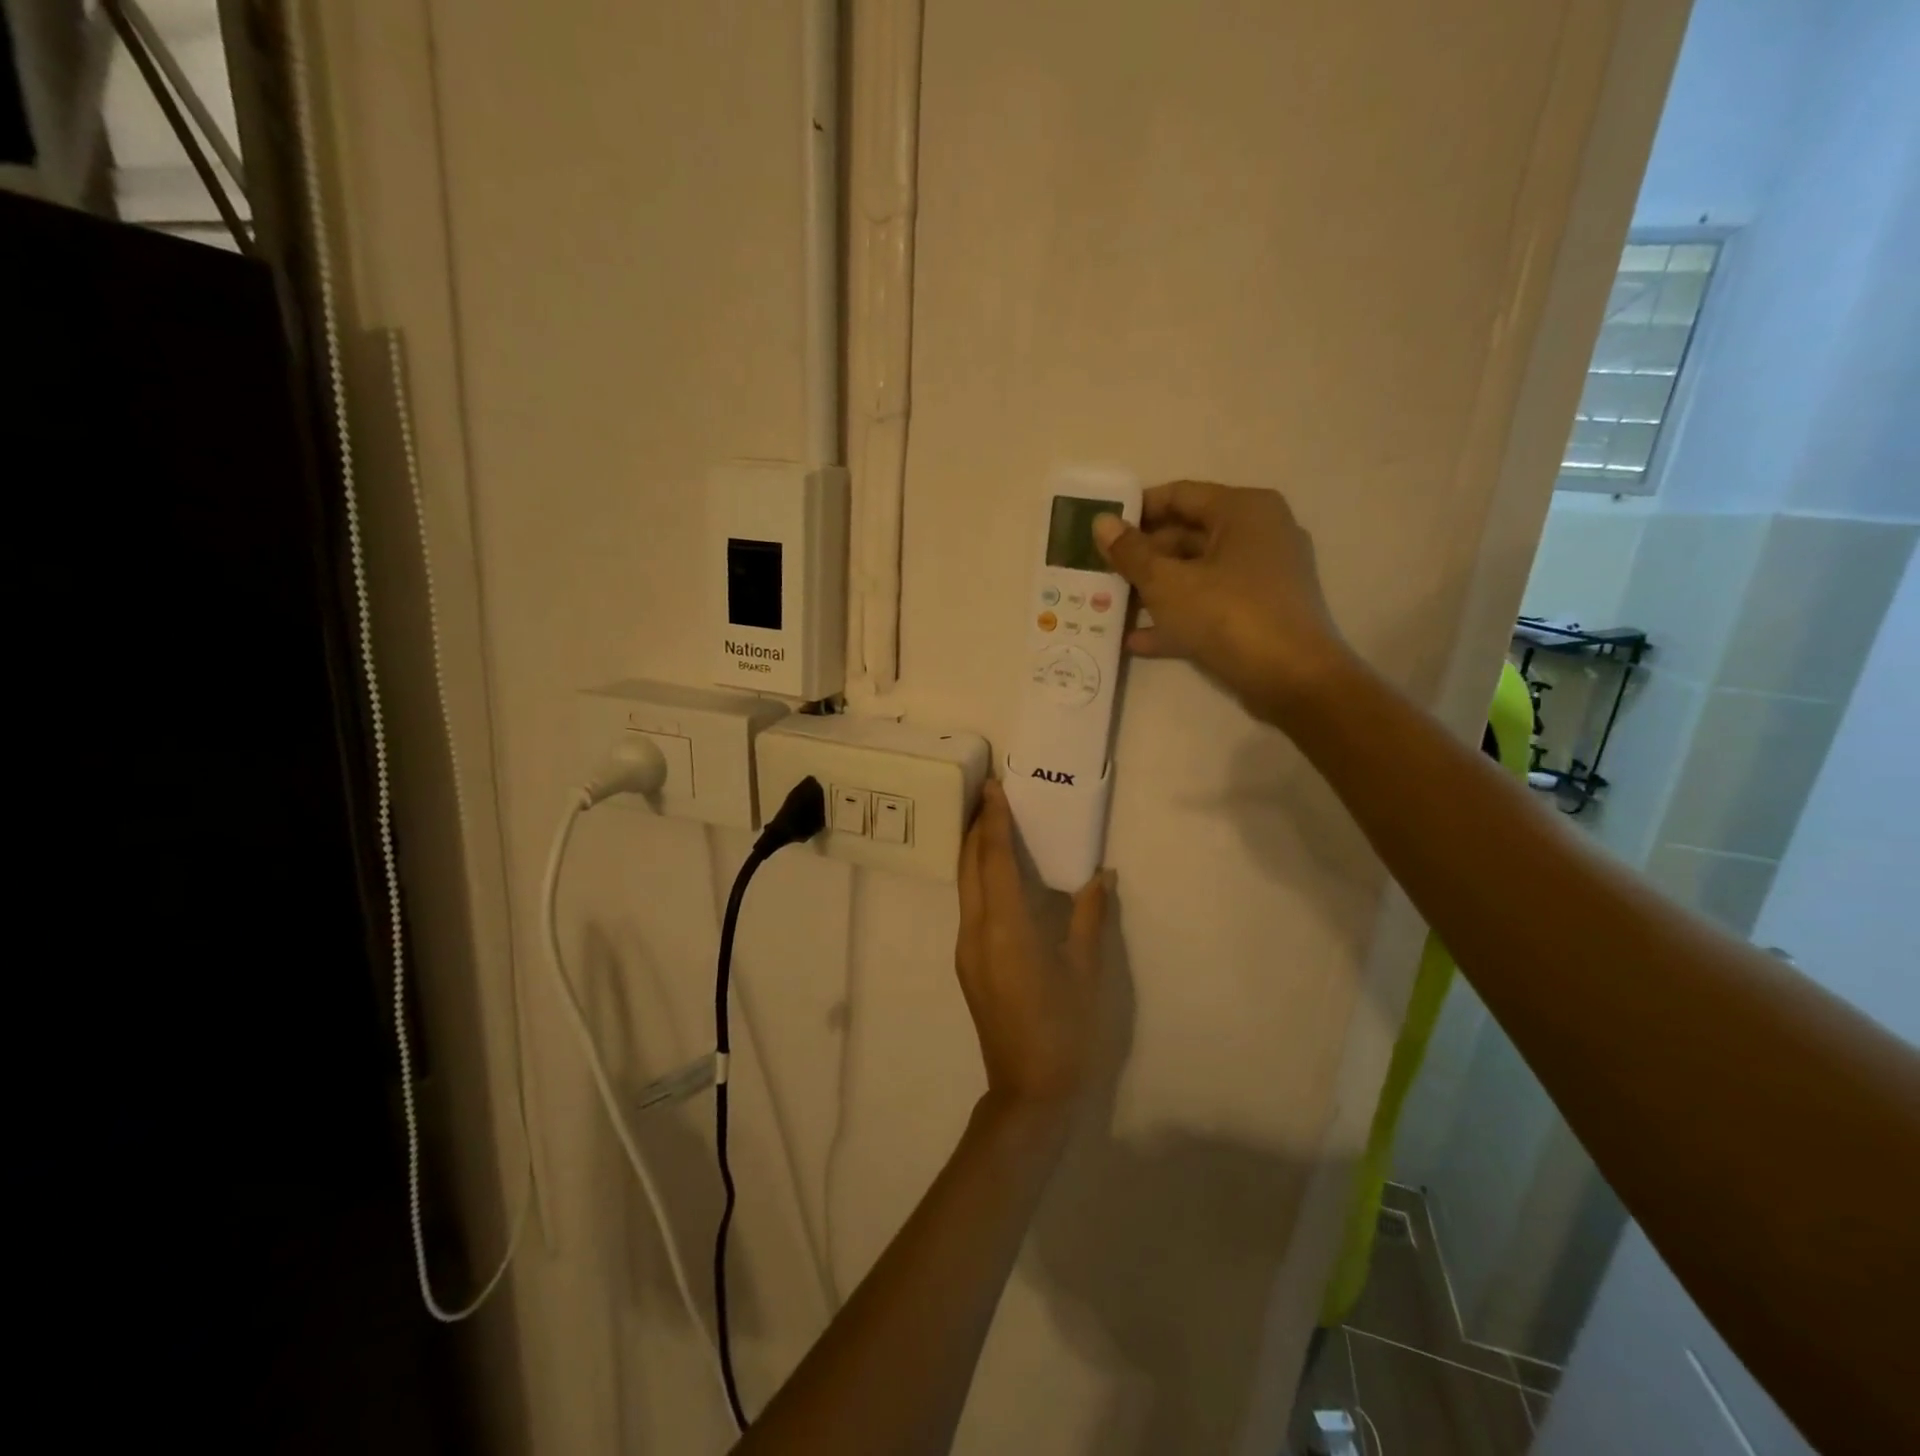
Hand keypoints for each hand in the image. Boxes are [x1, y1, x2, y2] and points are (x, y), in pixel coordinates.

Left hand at [956, 781, 1110, 1111]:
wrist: (1028, 1090)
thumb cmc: (1065, 1029)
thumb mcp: (1086, 970)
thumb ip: (1090, 917)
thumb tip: (1101, 876)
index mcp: (1006, 927)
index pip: (993, 860)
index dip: (992, 821)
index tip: (993, 788)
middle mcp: (976, 931)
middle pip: (968, 867)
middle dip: (975, 828)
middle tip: (989, 796)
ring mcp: (966, 949)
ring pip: (964, 887)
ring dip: (973, 853)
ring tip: (991, 825)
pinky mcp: (967, 964)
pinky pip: (969, 907)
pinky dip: (977, 880)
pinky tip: (996, 877)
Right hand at [1092, 481, 1351, 726]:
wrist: (1292, 681)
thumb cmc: (1229, 616)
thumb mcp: (1168, 583)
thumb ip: (1131, 553)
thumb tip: (1101, 522)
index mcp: (1243, 511)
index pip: (1180, 495)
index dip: (1136, 510)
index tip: (1100, 528)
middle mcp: (1258, 535)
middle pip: (1186, 536)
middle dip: (1141, 556)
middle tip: (1099, 571)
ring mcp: (1261, 578)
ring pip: (1195, 575)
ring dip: (1153, 590)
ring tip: (1108, 605)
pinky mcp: (1258, 614)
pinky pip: (1209, 606)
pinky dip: (1176, 619)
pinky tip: (1135, 641)